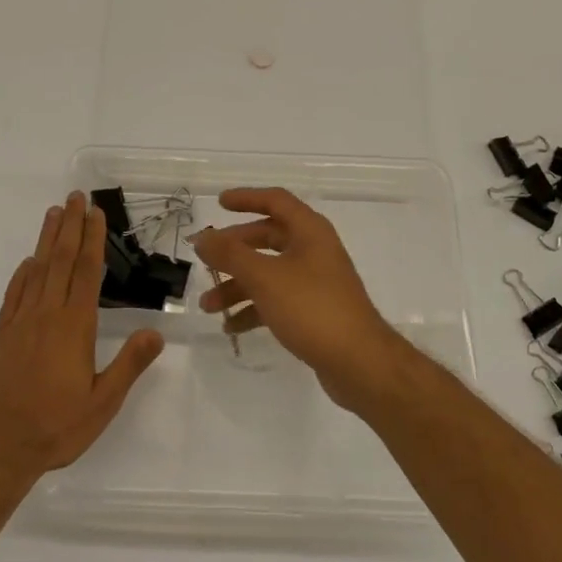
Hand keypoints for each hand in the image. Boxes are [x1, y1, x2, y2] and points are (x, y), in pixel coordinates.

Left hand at [0, 192, 163, 479]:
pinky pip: (14, 294)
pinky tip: (28, 262)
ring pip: (36, 270)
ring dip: (47, 240)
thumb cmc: (56, 426)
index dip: (92, 239)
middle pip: (61, 260)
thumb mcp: (102, 402)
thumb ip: (129, 365)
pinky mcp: (1, 335)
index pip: (87, 272)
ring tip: (53, 213)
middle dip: (70, 226)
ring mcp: (20, 322)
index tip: (95, 213)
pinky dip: (22, 273)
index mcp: (74, 326)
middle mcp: (47, 314)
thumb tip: (156, 332)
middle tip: (75, 196)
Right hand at [192, 188, 413, 411]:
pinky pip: (277, 300)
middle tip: (206, 261)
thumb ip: (230, 255)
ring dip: (238, 286)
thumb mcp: (265, 277)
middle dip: (234, 251)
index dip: (246, 198)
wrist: (360, 362)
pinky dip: (254, 308)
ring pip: (269, 273)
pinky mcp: (314, 311)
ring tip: (208, 306)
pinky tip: (231, 327)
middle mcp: (314, 250)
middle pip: (268, 239)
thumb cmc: (312, 308)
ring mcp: (316, 282)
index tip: (219, 203)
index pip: (275, 201)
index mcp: (309, 231)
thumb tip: (202, 237)